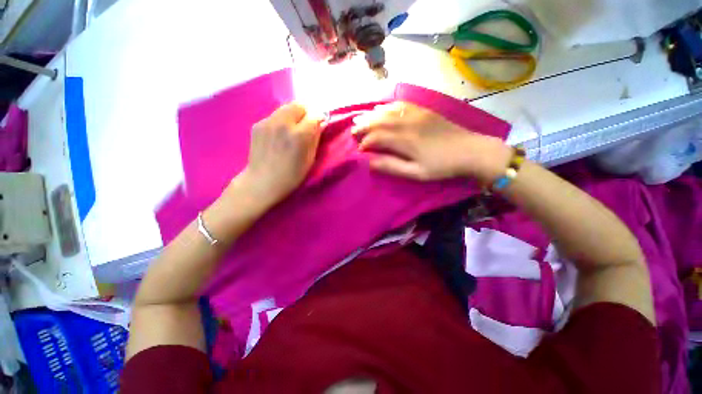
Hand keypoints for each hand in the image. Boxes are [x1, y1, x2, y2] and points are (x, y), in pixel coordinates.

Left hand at [233, 103, 323, 208]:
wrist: (262, 181)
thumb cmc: (291, 176)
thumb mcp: (310, 160)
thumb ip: (315, 139)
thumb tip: (320, 124)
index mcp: (299, 135)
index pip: (314, 115)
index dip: (319, 119)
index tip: (319, 125)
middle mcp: (283, 123)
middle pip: (299, 105)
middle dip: (306, 113)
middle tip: (305, 126)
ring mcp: (268, 122)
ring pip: (285, 108)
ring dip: (293, 115)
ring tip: (291, 130)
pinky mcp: (258, 124)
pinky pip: (274, 116)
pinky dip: (280, 121)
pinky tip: (278, 135)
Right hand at [352, 102, 510, 182]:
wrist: (470, 150)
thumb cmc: (441, 166)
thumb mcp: (416, 173)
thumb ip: (392, 167)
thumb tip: (370, 162)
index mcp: (405, 140)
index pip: (377, 137)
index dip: (365, 142)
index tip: (359, 149)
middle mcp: (407, 123)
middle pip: (379, 121)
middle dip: (363, 125)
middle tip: (353, 130)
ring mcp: (416, 114)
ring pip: (388, 110)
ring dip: (372, 114)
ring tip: (361, 117)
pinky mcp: (424, 110)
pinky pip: (401, 104)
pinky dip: (388, 106)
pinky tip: (382, 107)